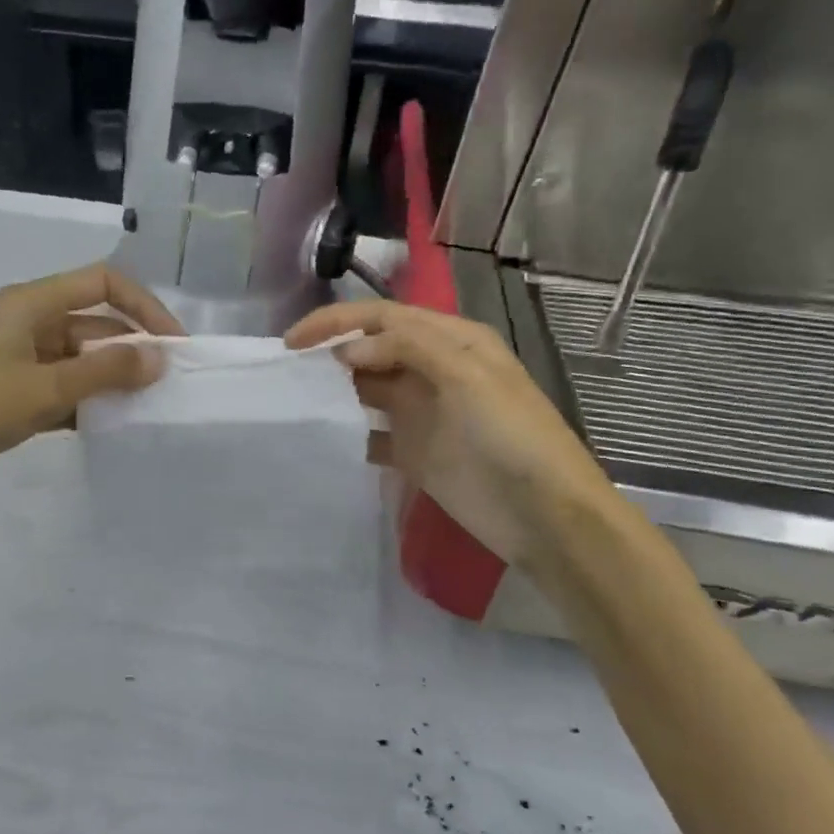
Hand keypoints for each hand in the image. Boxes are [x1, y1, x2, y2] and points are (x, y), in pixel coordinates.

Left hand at [0, 263, 181, 523]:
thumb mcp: (40, 389)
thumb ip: (103, 372)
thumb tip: (160, 357)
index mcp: (29, 304)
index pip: (102, 284)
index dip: (144, 306)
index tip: (174, 345)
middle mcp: (27, 326)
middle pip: (95, 325)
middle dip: (133, 350)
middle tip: (170, 387)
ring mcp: (18, 365)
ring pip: (80, 363)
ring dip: (112, 381)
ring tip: (150, 410)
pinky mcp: (11, 400)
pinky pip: (62, 393)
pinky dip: (87, 406)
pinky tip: (112, 429)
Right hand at [285, 301, 614, 569]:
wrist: (545, 515)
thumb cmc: (511, 436)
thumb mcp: (468, 377)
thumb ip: (408, 349)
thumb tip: (347, 349)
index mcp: (452, 341)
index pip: (383, 318)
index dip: (336, 322)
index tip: (292, 342)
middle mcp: (434, 370)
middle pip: (373, 349)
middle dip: (331, 353)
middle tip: (288, 371)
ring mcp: (423, 413)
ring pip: (368, 389)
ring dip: (336, 390)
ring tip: (296, 399)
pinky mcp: (414, 452)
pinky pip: (372, 434)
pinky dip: (349, 433)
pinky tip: (326, 439)